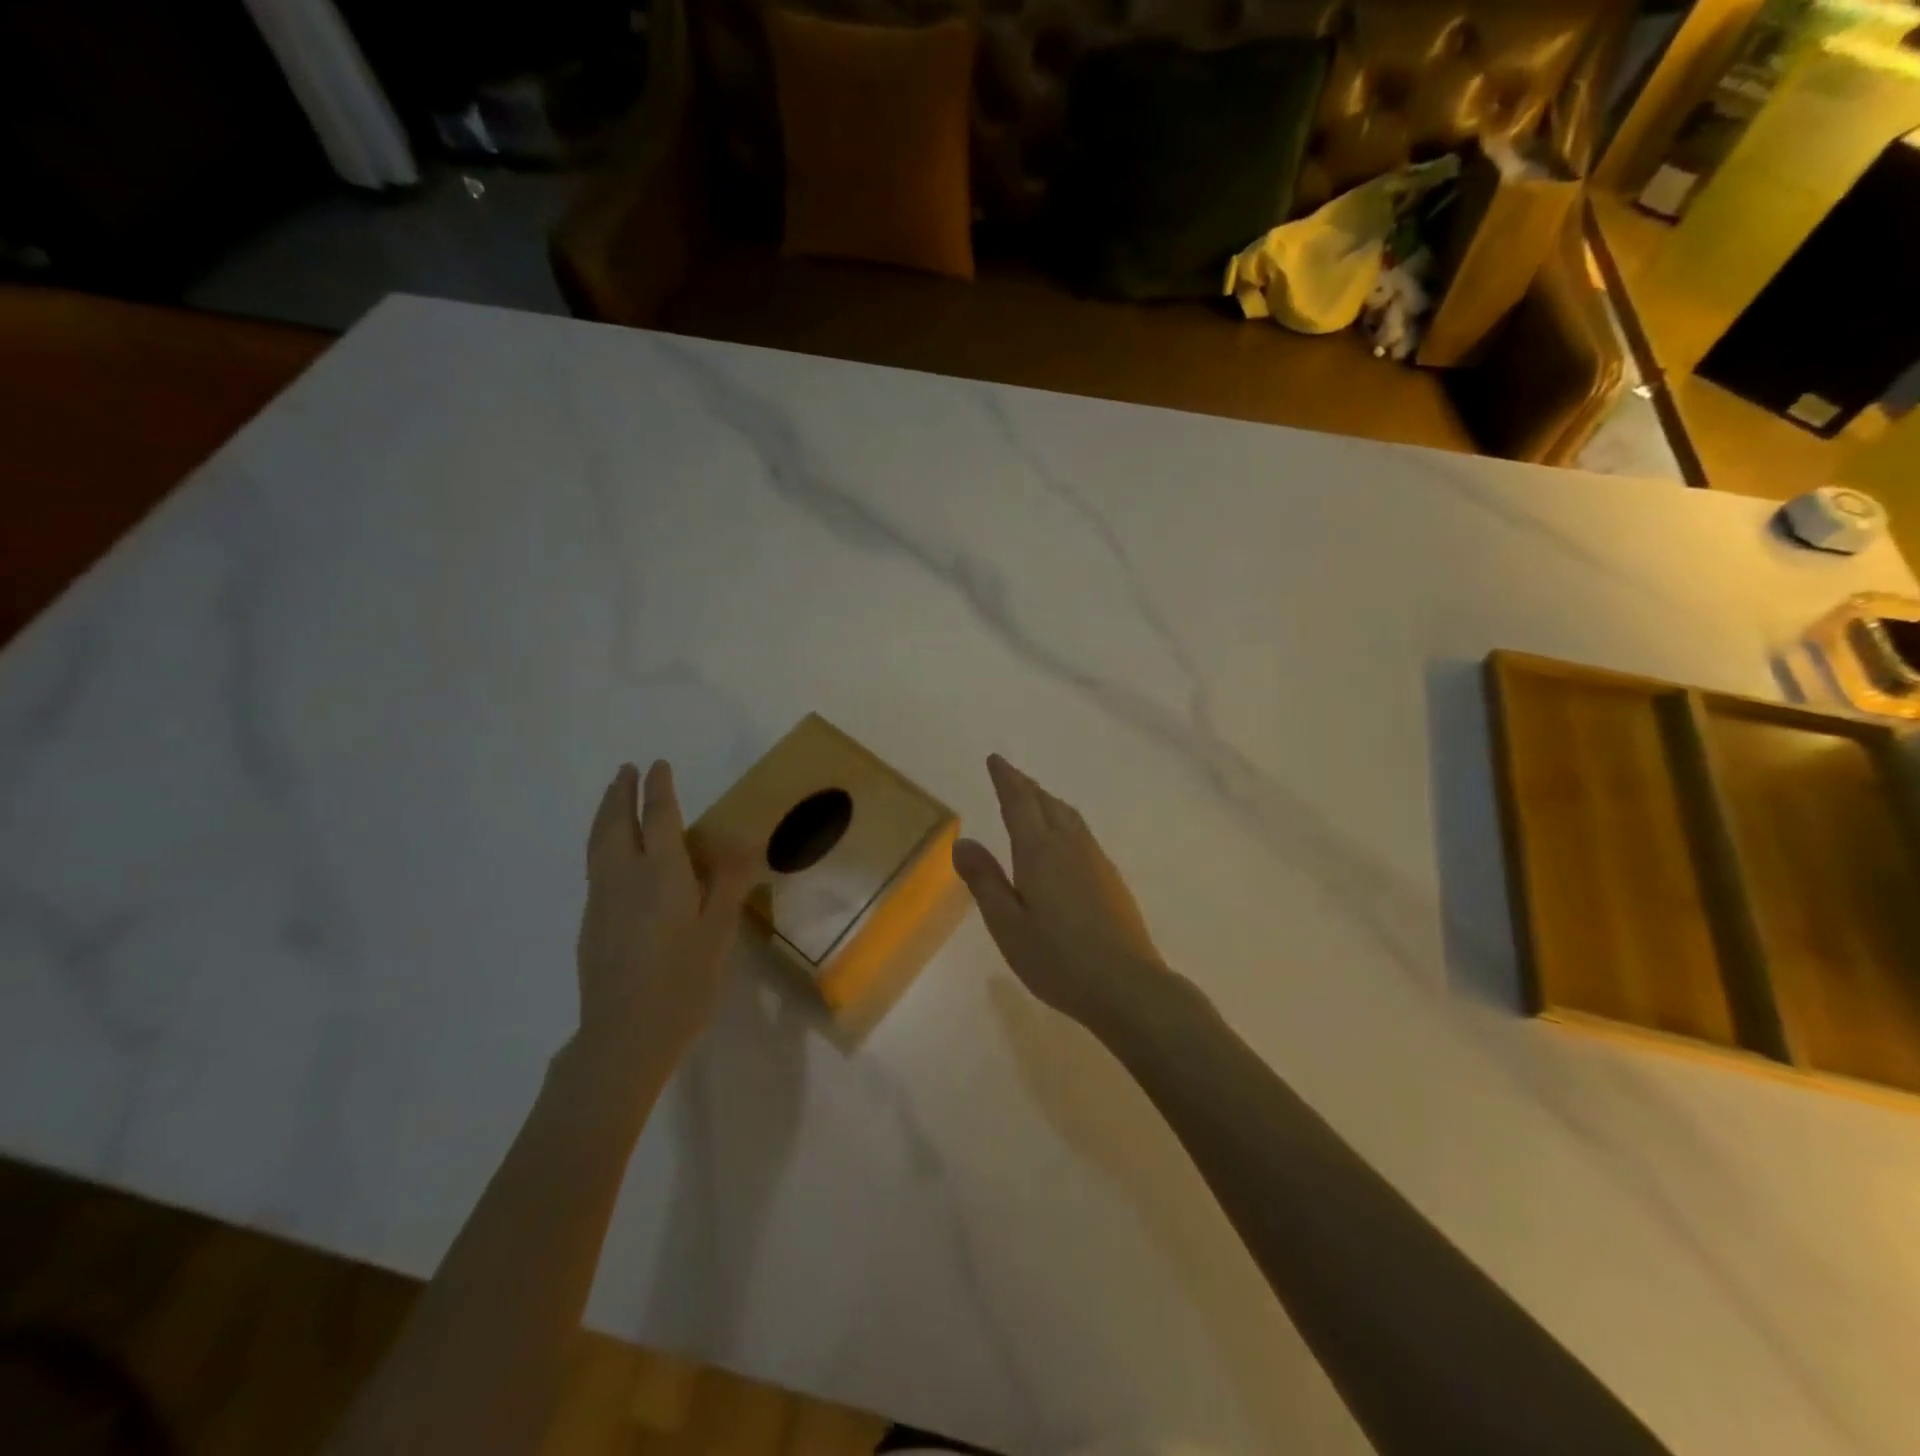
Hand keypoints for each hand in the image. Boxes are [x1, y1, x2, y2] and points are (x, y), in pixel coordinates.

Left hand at [575, 761, 755, 1073]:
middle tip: (626, 771)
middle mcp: (624, 877)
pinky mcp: (590, 924)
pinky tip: (610, 855)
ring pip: (598, 844)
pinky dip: (601, 843)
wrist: (624, 1036)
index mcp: (661, 874)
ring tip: (613, 799)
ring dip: (606, 815)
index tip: (657, 765)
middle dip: (621, 794)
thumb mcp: (719, 931)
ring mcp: (601, 901)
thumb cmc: (683, 982)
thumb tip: (742, 838)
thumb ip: (729, 881)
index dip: (658, 789)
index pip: (658, 818)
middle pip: (616, 824)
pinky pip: (595, 866)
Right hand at [953, 754, 1167, 1033]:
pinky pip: (1082, 833)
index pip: (1019, 802)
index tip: (995, 760)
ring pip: (1068, 816)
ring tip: (1034, 799)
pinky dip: (1064, 821)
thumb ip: (984, 881)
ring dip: (1047, 801)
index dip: (1006, 779)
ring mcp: (1096, 860)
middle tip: (1009, 775)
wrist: (1127, 985)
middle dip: (1025, 786)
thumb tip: (963, 842)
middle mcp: (1070, 846)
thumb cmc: (1057, 958)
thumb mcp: (1007, 924)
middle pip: (1046, 803)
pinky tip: (1064, 840)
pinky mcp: (1111, 878)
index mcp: (1039, 852)